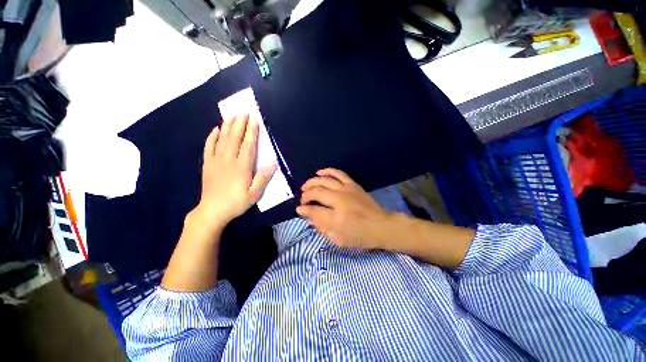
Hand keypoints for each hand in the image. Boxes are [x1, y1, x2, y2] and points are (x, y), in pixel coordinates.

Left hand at [194, 113, 275, 228]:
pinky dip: (212, 137)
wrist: (212, 211)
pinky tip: (215, 129)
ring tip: (232, 115)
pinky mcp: (207, 164)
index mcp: (241, 167)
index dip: (251, 131)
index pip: (248, 145)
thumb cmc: (236, 203)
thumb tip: (273, 164)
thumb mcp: (254, 194)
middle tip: (244, 111)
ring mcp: (216, 161)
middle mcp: (228, 160)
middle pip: (234, 138)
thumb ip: (263, 178)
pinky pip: (209, 147)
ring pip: (222, 139)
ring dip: (227, 126)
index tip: (254, 119)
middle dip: (240, 123)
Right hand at [296, 168, 390, 248]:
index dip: (304, 209)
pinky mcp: (353, 184)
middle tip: (302, 199)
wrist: (382, 225)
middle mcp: (340, 200)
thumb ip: (322, 228)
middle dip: (306, 195)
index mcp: (336, 217)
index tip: (299, 209)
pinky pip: (338, 173)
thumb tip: (310, 218)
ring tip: (306, 186)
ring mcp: (346, 189)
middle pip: (317, 192)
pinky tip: (320, 172)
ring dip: (313, 181)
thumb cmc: (361, 236)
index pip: (314, 210)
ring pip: (325, 180)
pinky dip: (328, 171)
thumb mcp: (339, 239)